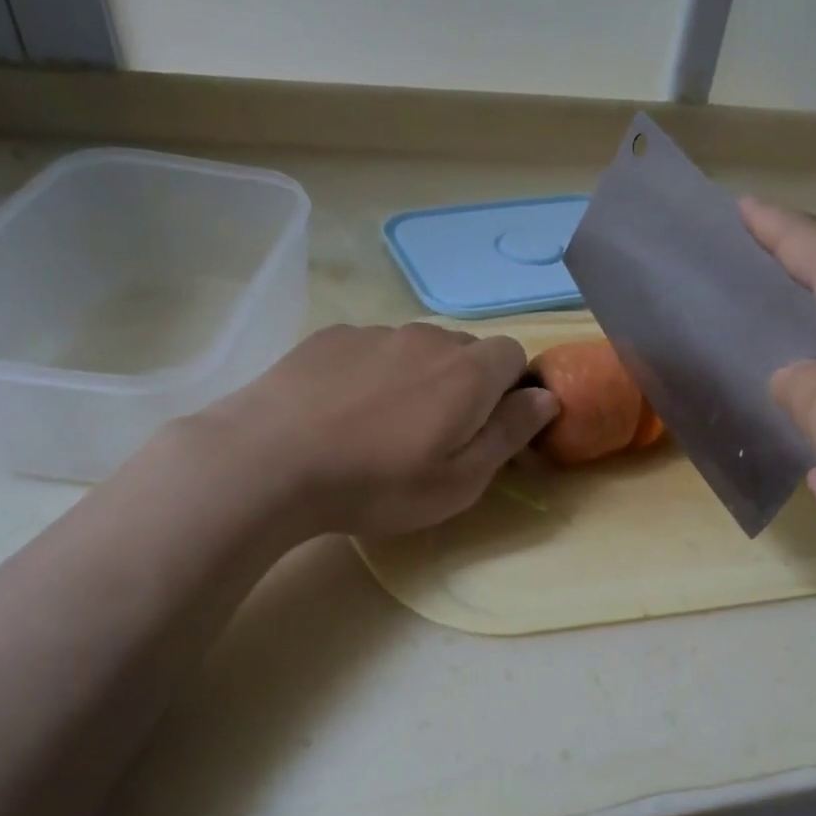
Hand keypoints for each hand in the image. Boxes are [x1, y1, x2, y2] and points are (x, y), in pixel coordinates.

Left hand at [194, 323, 555, 537]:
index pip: (514, 354)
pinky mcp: (329, 337)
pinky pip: (371, 349)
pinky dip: (373, 373)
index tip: (489, 426)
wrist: (269, 462)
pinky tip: (342, 411)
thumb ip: (510, 433)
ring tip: (382, 425)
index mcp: (469, 372)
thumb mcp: (461, 480)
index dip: (510, 388)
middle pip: (465, 350)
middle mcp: (428, 338)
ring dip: (417, 378)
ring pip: (416, 349)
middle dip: (465, 384)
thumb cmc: (379, 483)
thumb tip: (547, 398)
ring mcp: (374, 332)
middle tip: (436, 435)